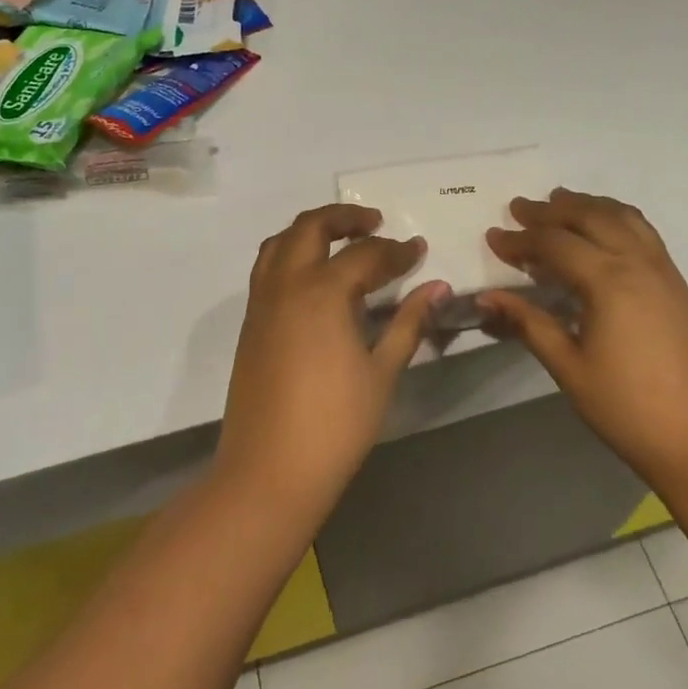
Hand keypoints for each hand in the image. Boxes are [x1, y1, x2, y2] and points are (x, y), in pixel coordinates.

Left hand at [218, 204, 447, 508]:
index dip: (396, 251)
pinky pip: (267, 269)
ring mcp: (261, 304)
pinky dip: (291, 255)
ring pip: (279, 243)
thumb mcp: (382, 372)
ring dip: (310, 231)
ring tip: (341, 242)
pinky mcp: (249, 325)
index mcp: (322, 293)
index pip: (365, 255)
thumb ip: (409, 323)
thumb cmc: (336, 424)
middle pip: (311, 227)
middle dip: (345, 217)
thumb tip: (437, 288)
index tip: (419, 250)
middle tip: (375, 223)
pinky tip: (315, 280)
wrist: (270, 470)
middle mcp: (285, 285)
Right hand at [481, 189, 687, 488]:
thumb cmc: (627, 408)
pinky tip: (604, 228)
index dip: (520, 240)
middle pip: (589, 217)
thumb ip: (528, 324)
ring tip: (560, 201)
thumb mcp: (569, 367)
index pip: (555, 245)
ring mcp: (662, 269)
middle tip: (519, 208)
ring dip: (588, 204)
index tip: (492, 237)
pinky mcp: (676, 283)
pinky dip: (616, 217)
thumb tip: (486, 297)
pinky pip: (643, 231)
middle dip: (551, 210)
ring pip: (622, 216)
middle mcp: (637, 262)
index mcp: (608, 281)